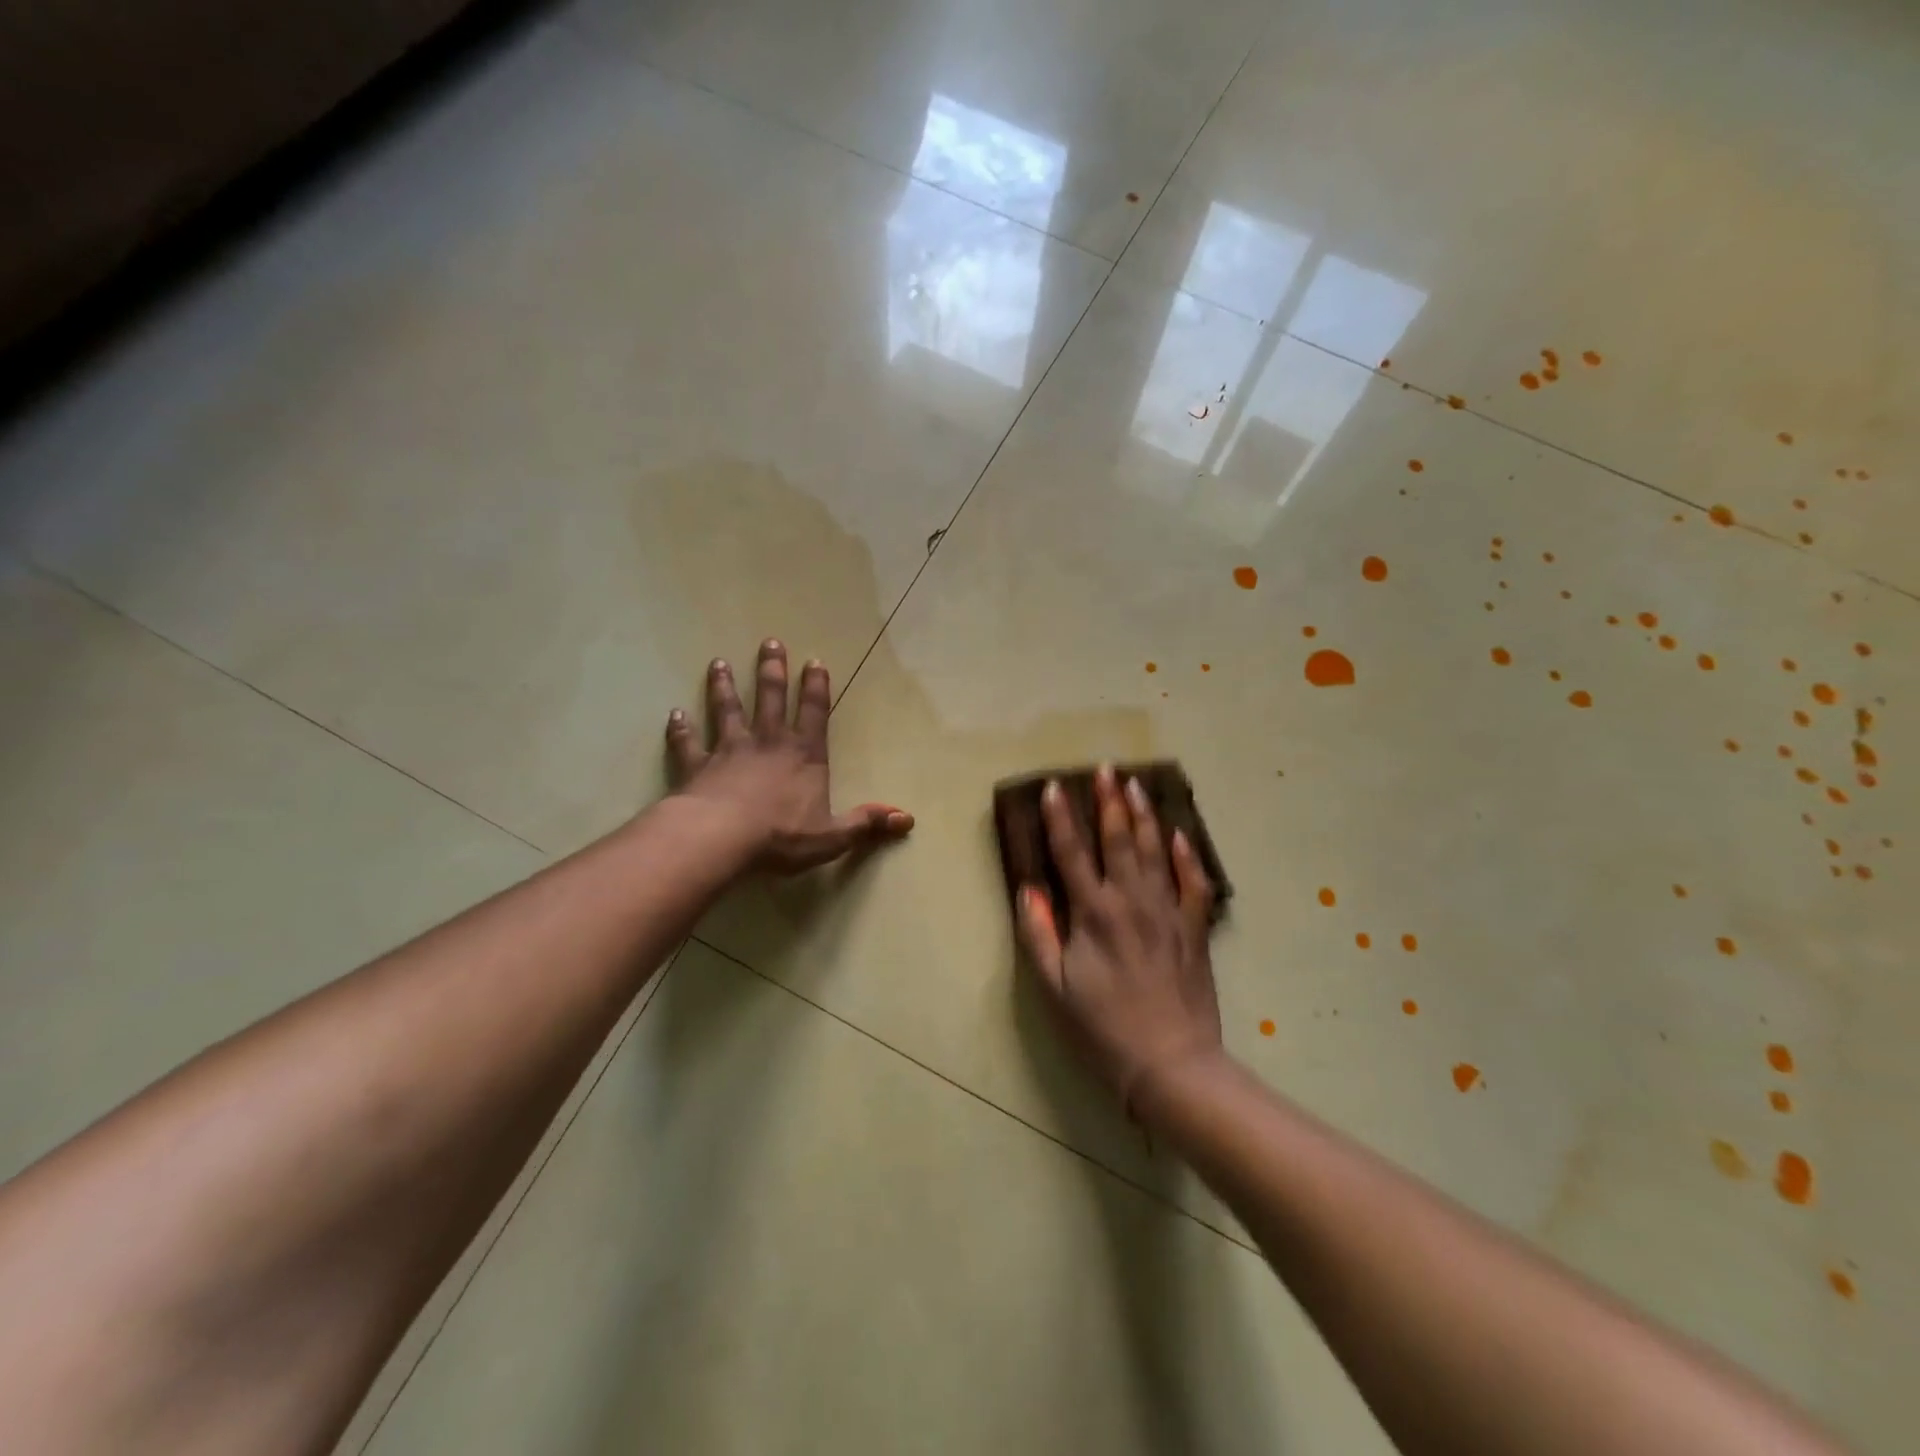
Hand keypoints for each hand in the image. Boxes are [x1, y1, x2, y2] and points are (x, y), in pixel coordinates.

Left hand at [666, 640, 912, 874]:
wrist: (721, 838)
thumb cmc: (781, 836)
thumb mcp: (833, 836)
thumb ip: (866, 824)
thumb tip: (908, 819)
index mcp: (803, 755)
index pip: (814, 712)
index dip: (816, 687)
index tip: (814, 661)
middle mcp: (768, 743)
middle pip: (770, 698)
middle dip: (772, 670)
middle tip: (769, 642)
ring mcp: (729, 750)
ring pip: (727, 710)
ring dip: (724, 687)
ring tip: (719, 663)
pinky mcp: (697, 765)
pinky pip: (687, 742)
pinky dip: (681, 729)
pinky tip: (675, 714)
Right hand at [1016, 766, 1222, 1117]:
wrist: (1170, 1063)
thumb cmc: (1102, 1028)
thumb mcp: (1054, 987)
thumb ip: (1037, 934)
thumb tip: (1028, 889)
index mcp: (1093, 913)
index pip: (1071, 853)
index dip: (1060, 818)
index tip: (1054, 787)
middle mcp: (1131, 901)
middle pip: (1118, 840)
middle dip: (1109, 801)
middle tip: (1106, 768)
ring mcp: (1167, 912)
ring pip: (1156, 851)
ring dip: (1144, 815)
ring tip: (1136, 785)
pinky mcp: (1194, 929)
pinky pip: (1193, 882)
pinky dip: (1186, 856)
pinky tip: (1180, 834)